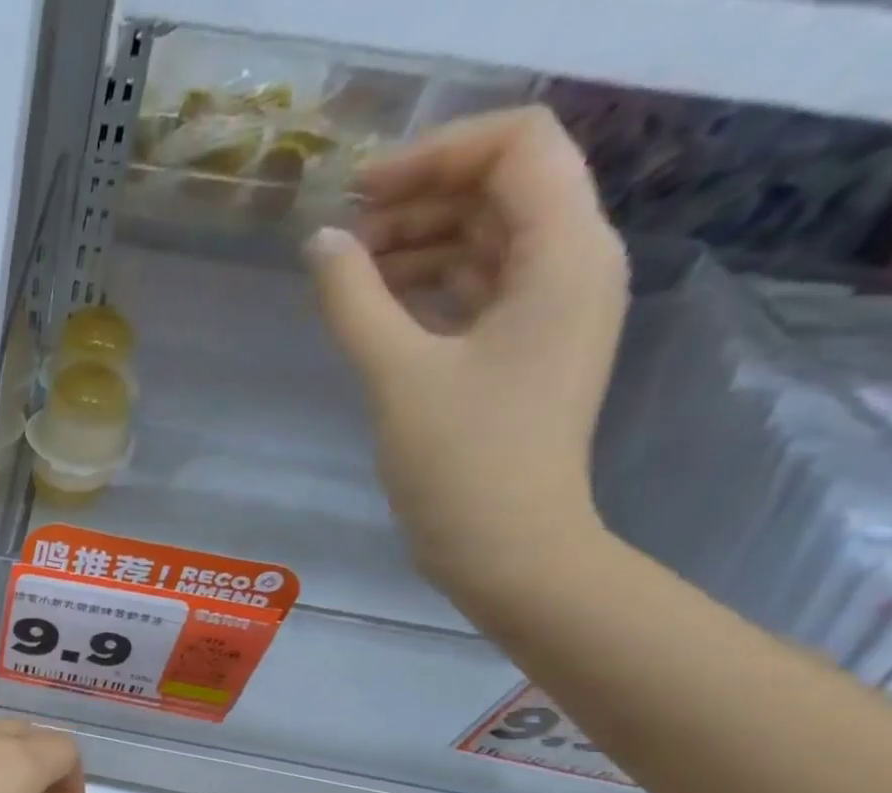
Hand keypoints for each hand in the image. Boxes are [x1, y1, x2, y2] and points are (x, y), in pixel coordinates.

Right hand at [305, 107, 627, 606]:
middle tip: (342, 237)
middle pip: (502, 188)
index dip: (435, 152)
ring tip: (348, 273)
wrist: (508, 549)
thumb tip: (319, 243)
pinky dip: (428, 287)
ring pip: (487, 241)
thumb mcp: (398, 376)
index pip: (517, 145)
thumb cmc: (461, 463)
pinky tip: (377, 307)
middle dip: (420, 198)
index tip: (358, 192)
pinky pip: (478, 291)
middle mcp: (571, 266)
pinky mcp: (522, 352)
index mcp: (564, 253)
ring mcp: (549, 312)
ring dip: (419, 243)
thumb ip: (354, 301)